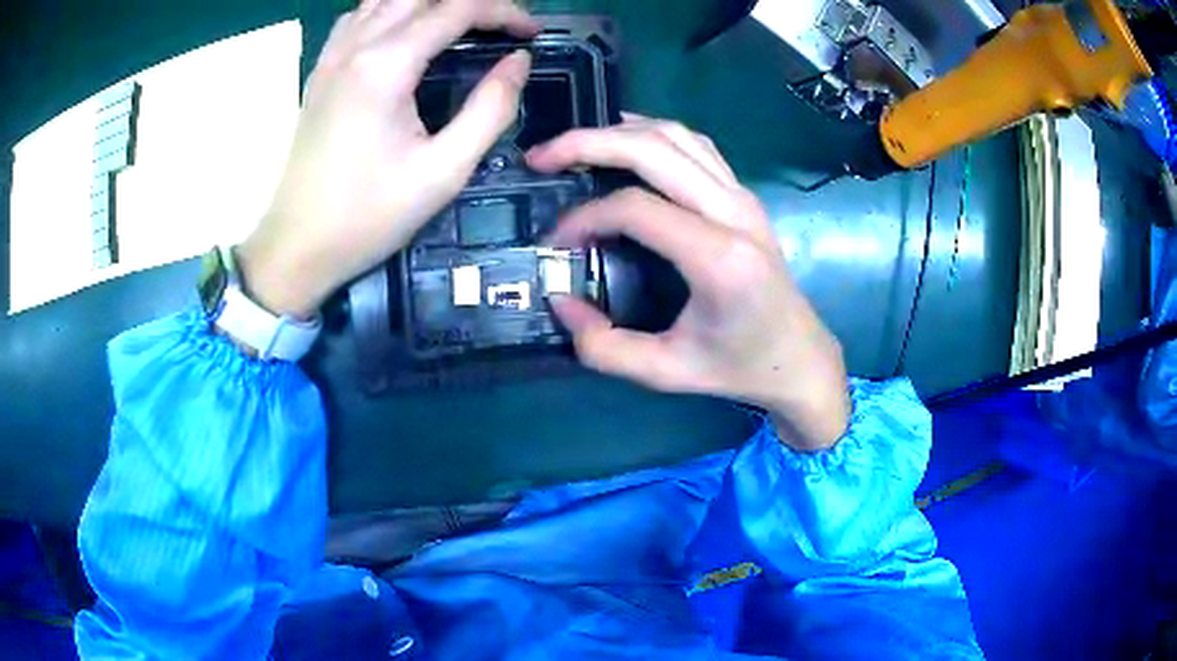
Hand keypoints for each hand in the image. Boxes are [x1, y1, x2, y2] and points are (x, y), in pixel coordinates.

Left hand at [237, 0, 539, 317]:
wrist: (297, 246)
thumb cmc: (369, 216)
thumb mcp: (444, 172)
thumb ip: (490, 109)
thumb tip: (518, 62)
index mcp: (386, 65)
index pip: (457, 9)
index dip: (504, 12)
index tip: (532, 33)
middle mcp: (356, 45)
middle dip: (469, 1)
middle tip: (500, 24)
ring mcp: (332, 55)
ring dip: (428, 2)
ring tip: (460, 23)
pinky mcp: (320, 70)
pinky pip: (358, 16)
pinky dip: (390, 11)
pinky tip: (405, 31)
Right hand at [528, 115, 849, 450]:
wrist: (800, 357)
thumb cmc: (738, 367)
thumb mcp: (666, 372)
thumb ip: (604, 346)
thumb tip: (560, 299)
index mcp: (719, 258)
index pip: (635, 208)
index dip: (583, 218)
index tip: (556, 242)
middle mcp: (734, 212)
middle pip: (652, 149)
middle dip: (587, 143)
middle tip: (541, 157)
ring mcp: (742, 196)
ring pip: (674, 134)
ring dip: (617, 131)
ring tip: (573, 148)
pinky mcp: (743, 193)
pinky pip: (694, 144)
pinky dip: (651, 134)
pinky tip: (623, 143)